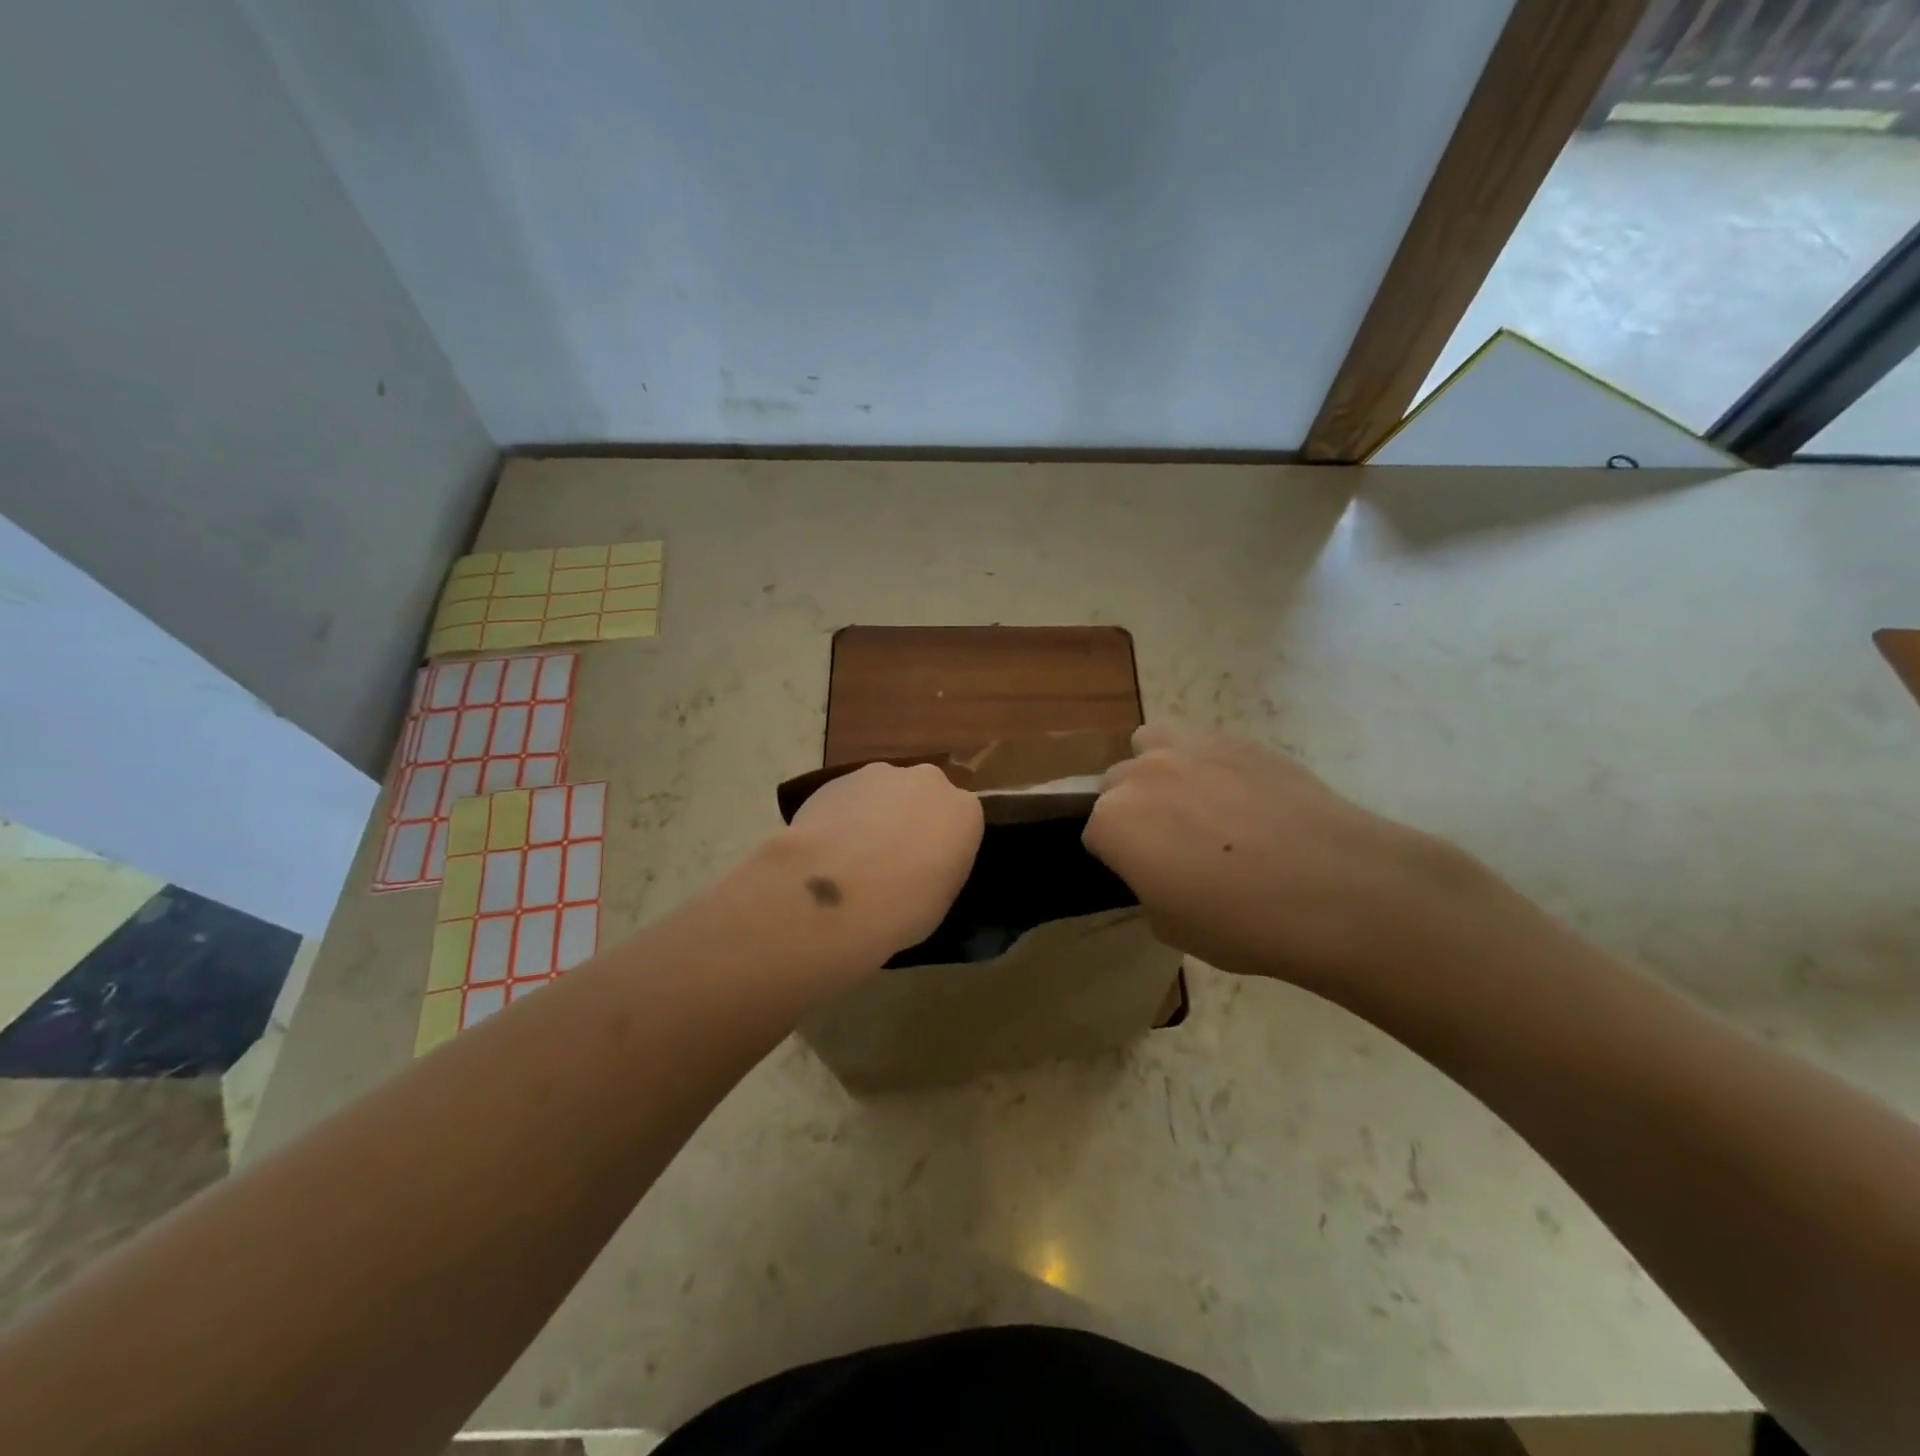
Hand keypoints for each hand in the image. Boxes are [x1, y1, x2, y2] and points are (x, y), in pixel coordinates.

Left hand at [779, 762, 983, 962]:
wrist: (834, 891)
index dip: (943, 844)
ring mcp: (881, 774)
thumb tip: (920, 865)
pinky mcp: (838, 778)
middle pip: (924, 796)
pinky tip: (828, 847)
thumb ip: (938, 867)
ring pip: (885, 791)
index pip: (961, 820)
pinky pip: (850, 797)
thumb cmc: (901, 907)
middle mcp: (928, 782)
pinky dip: (844, 815)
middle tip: (892, 857)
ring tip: (854, 854)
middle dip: (912, 818)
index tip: (928, 868)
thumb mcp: (940, 898)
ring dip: (876, 814)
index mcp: (964, 811)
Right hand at [1084, 727, 1499, 991]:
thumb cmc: (1241, 922)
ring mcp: (1191, 749)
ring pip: (1151, 745)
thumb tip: (1161, 868)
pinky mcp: (1238, 741)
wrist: (1336, 889)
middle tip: (1170, 845)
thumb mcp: (1171, 925)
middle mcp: (1141, 774)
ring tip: (1193, 802)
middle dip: (1132, 810)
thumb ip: (1148, 885)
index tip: (1145, 878)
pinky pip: (1203, 745)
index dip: (1118, 858)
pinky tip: (1243, 799)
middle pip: (1116, 784)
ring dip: (1157, 770)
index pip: (1094, 834)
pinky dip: (1207, 766)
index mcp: (1114, 822)